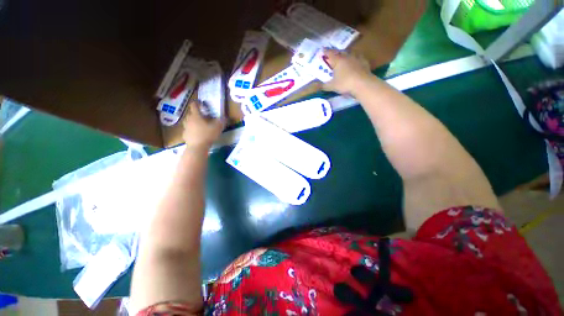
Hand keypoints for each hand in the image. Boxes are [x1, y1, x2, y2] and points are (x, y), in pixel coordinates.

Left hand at [182, 100, 224, 149]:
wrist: (197, 147)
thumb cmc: (207, 135)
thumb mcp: (218, 127)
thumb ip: (222, 121)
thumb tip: (225, 117)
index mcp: (196, 116)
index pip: (194, 105)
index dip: (197, 102)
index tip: (201, 103)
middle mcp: (189, 119)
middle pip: (190, 113)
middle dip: (195, 113)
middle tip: (202, 116)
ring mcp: (185, 127)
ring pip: (187, 121)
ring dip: (192, 121)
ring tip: (198, 124)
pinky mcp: (185, 135)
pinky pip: (187, 129)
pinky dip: (191, 129)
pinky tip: (196, 133)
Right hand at [323, 49, 370, 94]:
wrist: (362, 84)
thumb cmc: (345, 84)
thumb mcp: (332, 86)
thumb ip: (324, 86)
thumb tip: (316, 86)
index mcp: (338, 60)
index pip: (330, 54)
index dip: (326, 52)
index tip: (323, 49)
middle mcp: (347, 57)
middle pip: (340, 52)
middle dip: (336, 53)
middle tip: (334, 54)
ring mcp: (357, 59)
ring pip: (350, 53)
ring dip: (347, 54)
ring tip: (345, 56)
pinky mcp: (365, 63)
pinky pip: (359, 58)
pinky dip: (356, 59)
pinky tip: (356, 62)